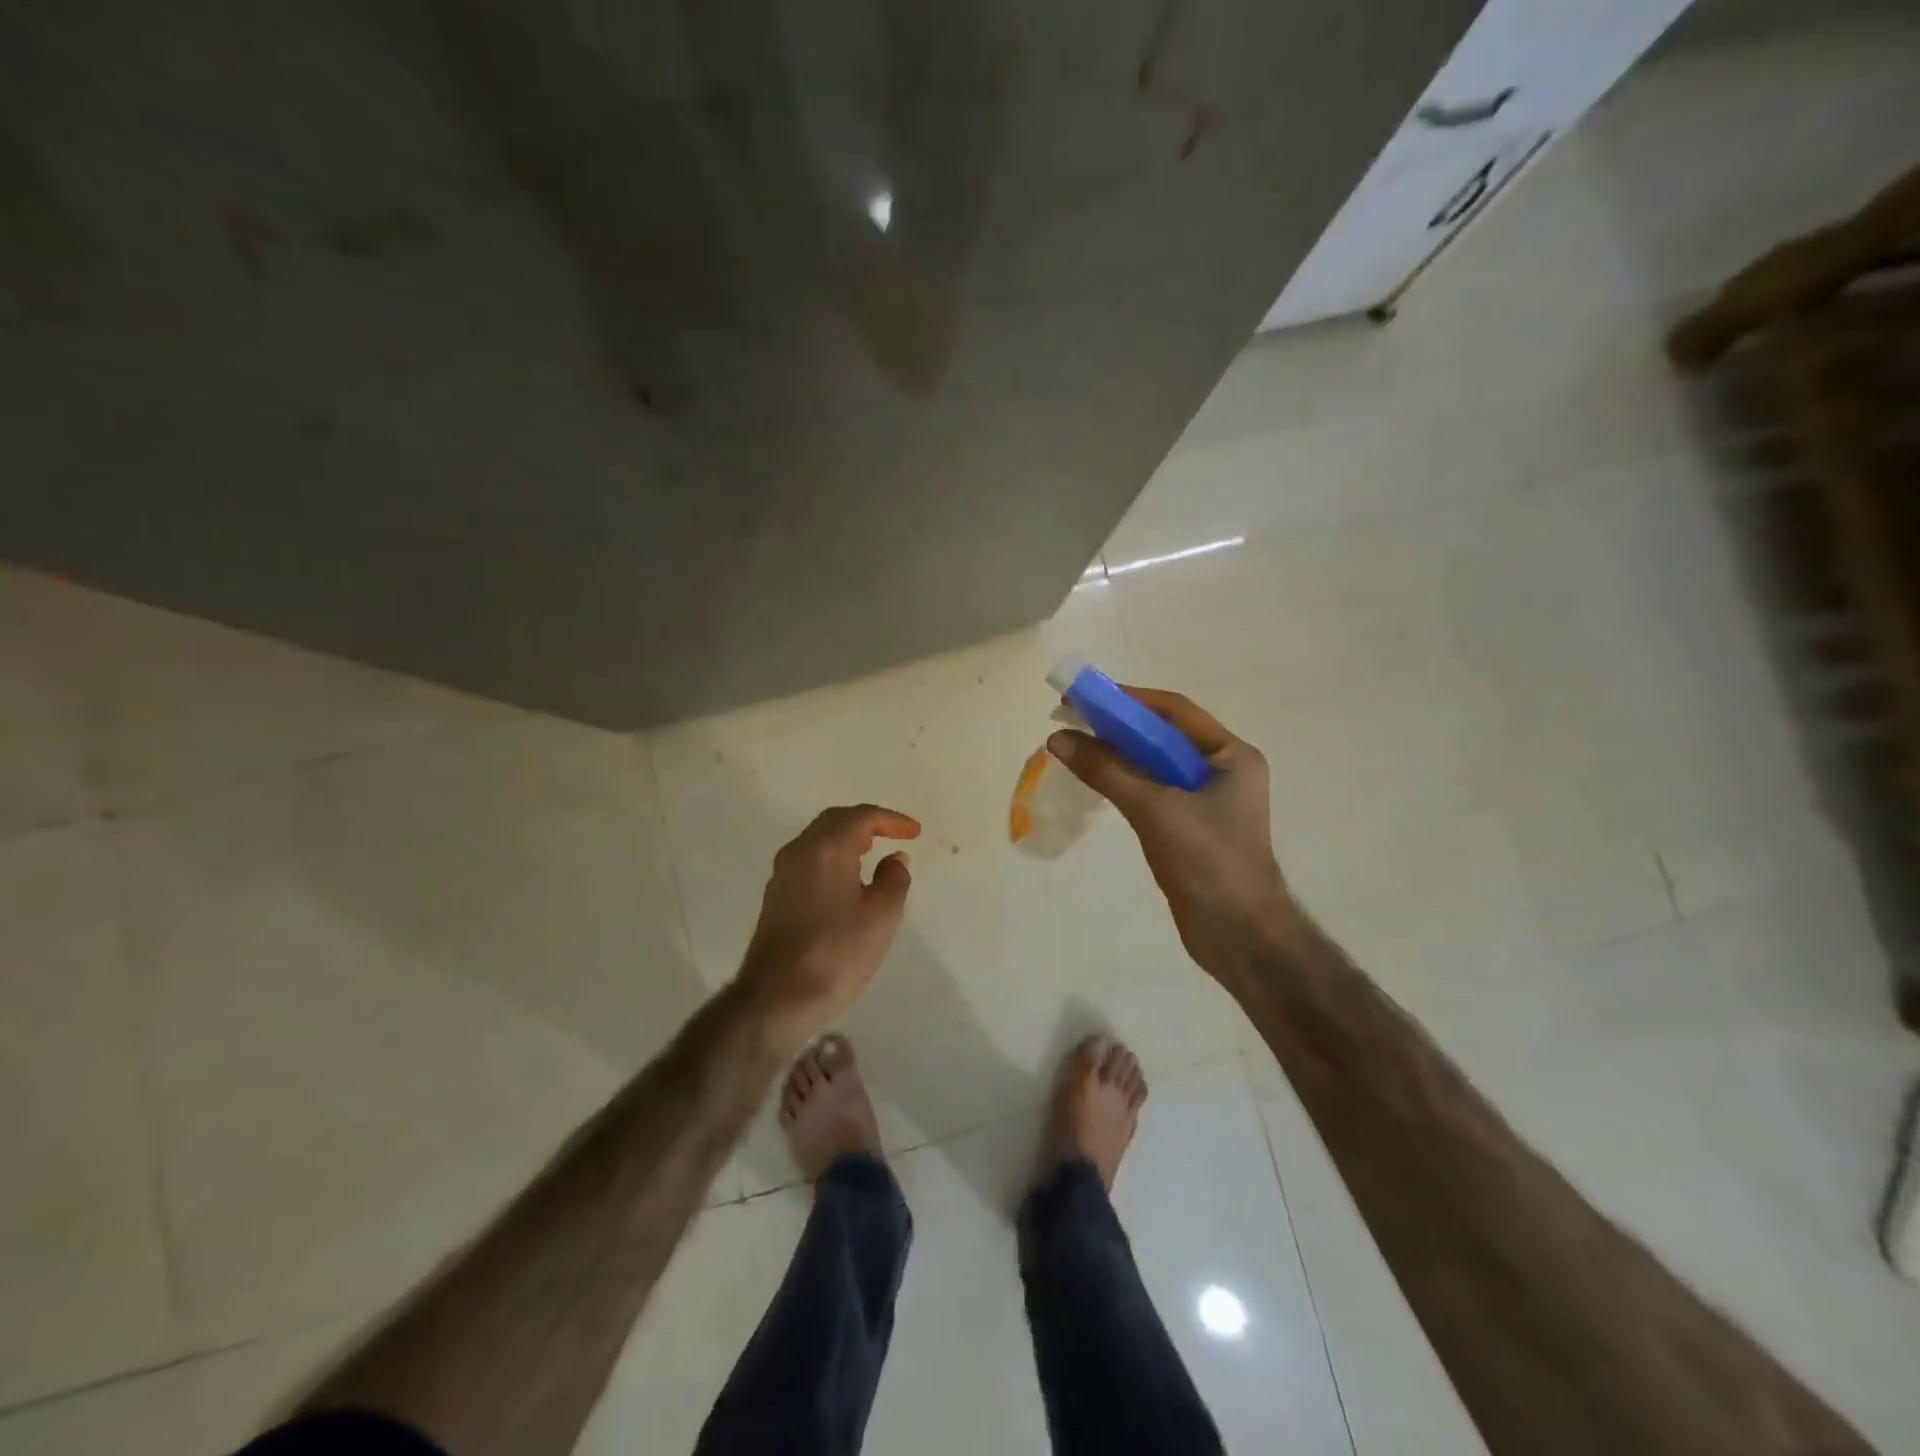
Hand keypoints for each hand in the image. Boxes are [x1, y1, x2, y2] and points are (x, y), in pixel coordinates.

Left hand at [738, 804, 919, 1046]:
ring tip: (872, 854)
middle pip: (835, 821)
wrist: (777, 997)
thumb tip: (894, 859)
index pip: (862, 816)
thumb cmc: (837, 952)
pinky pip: (808, 861)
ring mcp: (782, 874)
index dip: (891, 820)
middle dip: (866, 823)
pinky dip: (831, 858)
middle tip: (892, 835)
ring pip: (818, 840)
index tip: (914, 832)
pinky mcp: (775, 896)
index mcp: (827, 847)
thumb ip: (894, 879)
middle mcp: (799, 851)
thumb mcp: (882, 916)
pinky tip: (846, 881)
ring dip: (846, 839)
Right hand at [1048, 687, 1293, 981]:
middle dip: (1119, 726)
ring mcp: (1207, 802)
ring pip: (1155, 766)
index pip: (1174, 711)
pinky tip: (1097, 781)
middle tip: (1072, 719)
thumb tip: (1057, 738)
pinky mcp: (1190, 829)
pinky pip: (1153, 793)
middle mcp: (1222, 772)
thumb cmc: (1208, 860)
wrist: (1240, 935)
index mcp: (1231, 756)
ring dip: (1119, 754)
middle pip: (1163, 736)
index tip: (1085, 696)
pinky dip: (1125, 782)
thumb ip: (1106, 770)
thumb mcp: (1154, 808)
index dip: (1129, 699)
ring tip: (1076, 746)